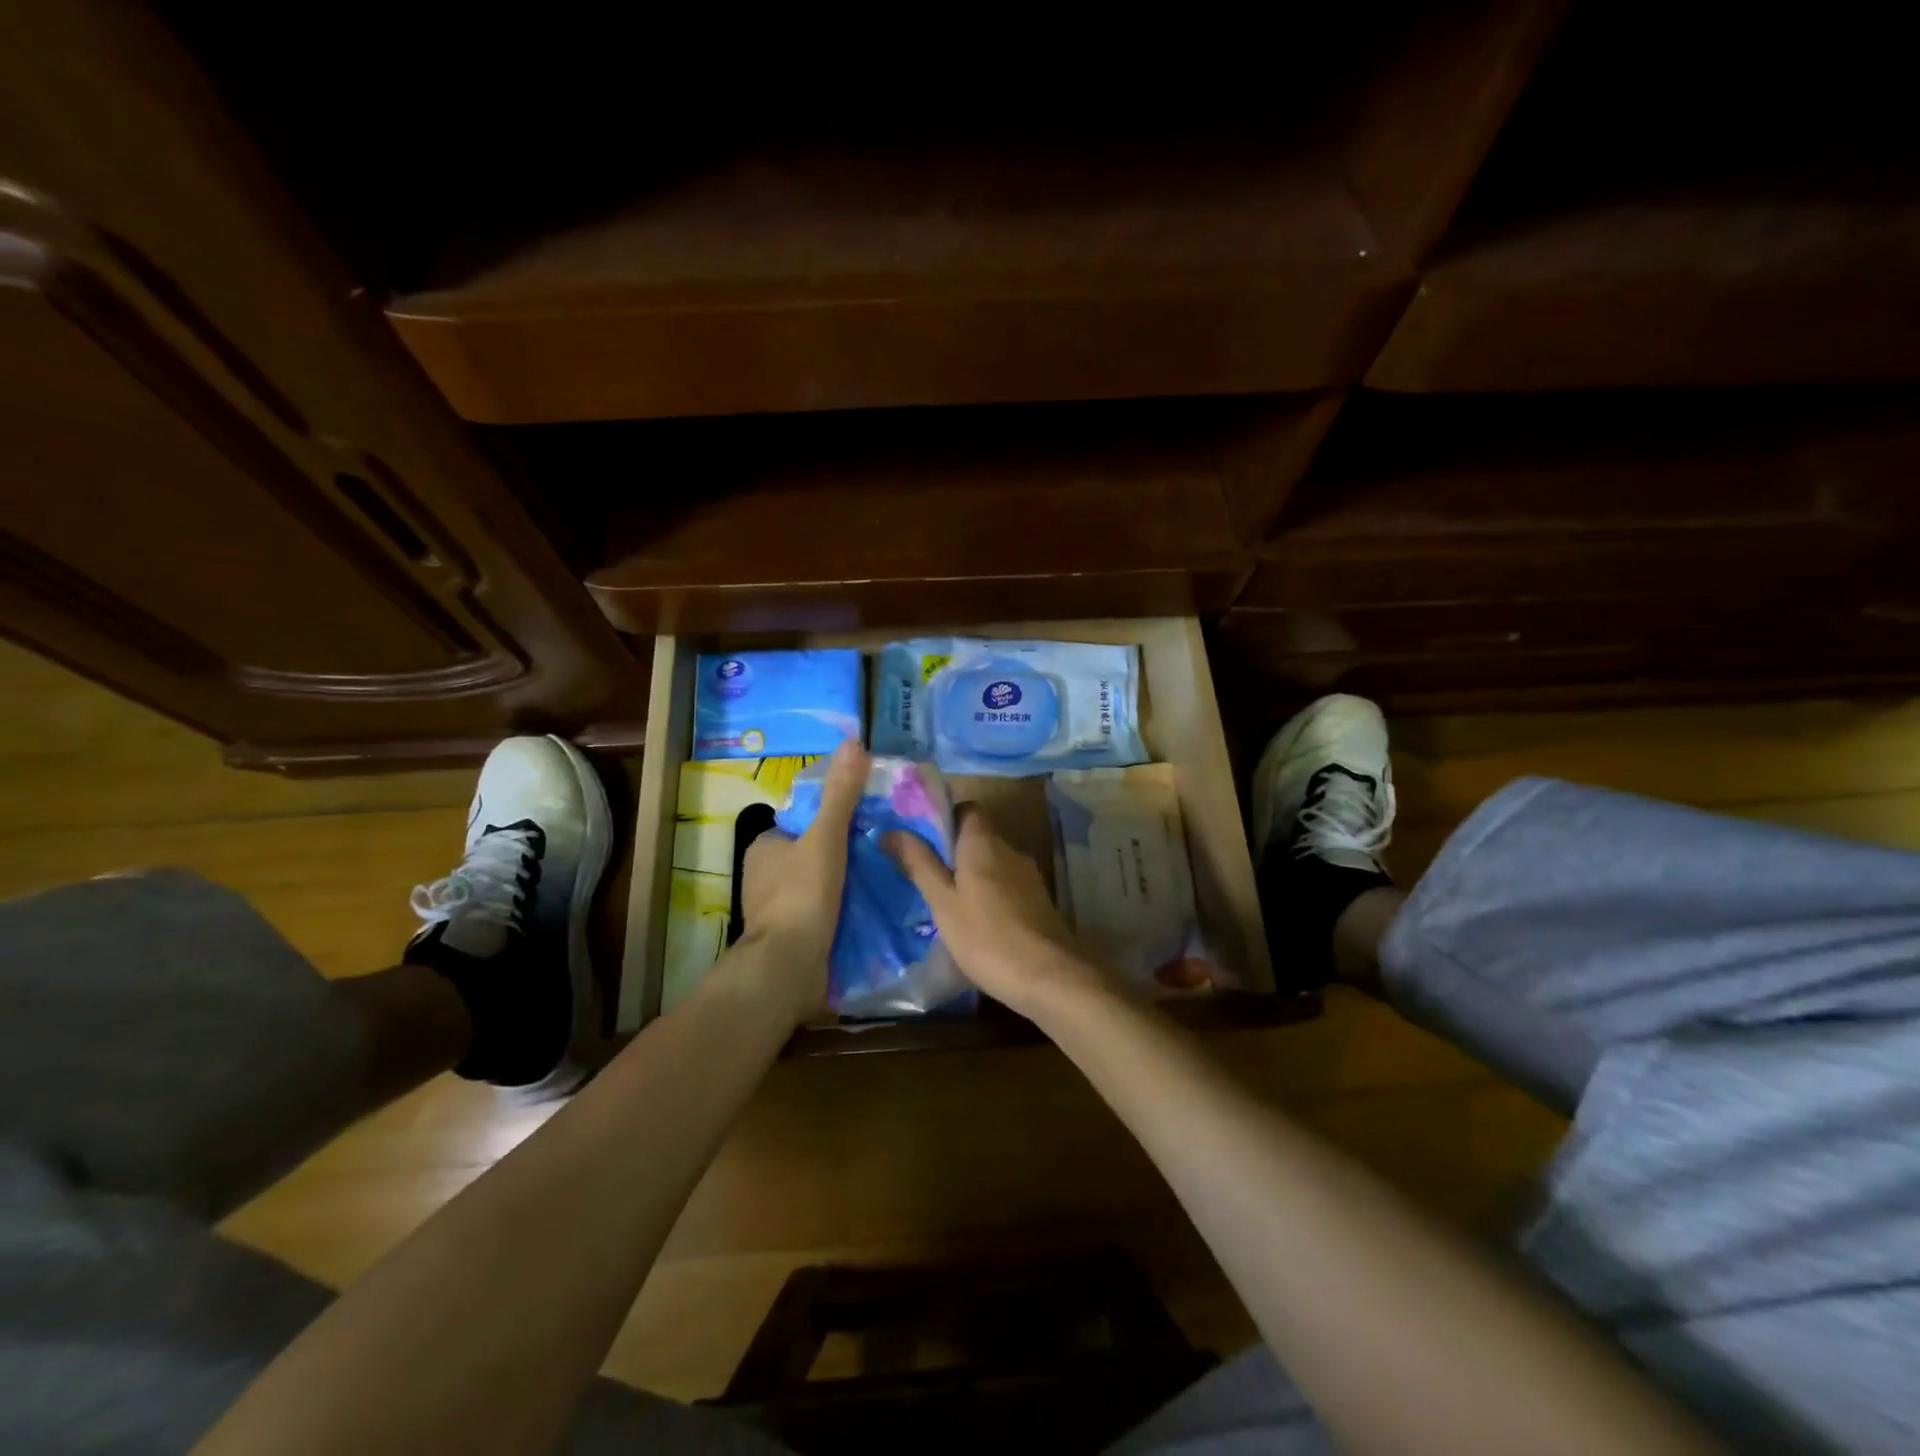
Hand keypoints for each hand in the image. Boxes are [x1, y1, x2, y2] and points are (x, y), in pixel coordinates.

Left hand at [738, 741, 868, 1022]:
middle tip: (885, 846)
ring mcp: (778, 908)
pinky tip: (873, 906)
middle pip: (814, 852)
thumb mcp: (826, 838)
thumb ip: (842, 794)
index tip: (869, 819)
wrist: (788, 969)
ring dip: (847, 882)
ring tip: (887, 874)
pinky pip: (823, 911)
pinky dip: (844, 908)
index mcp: (765, 847)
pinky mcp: (793, 935)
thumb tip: (855, 742)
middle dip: (845, 851)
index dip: (835, 817)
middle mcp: (765, 875)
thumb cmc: (802, 896)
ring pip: (820, 883)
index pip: (804, 820)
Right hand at [886, 806, 1102, 1017]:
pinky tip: (976, 922)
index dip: (945, 818)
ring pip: (993, 863)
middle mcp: (1010, 850)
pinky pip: (1006, 884)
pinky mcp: (1038, 901)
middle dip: (953, 852)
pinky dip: (989, 894)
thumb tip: (892, 831)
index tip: (922, 841)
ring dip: (971, 875)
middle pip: (979, 836)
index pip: (968, 809)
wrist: (1048, 977)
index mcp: (984, 843)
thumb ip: (919, 864)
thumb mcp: (942, 902)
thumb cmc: (986, 936)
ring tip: (946, 903)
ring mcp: (1028, 876)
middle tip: (926, 876)